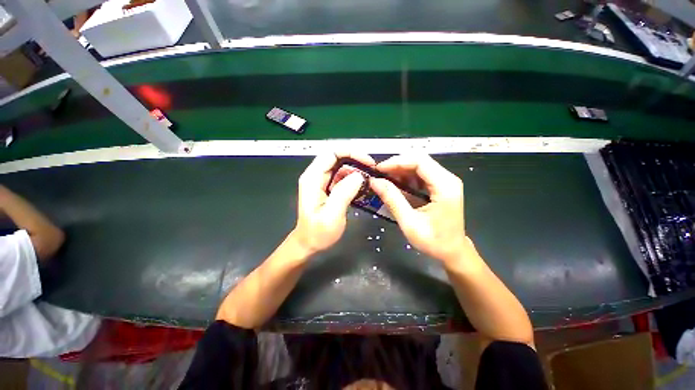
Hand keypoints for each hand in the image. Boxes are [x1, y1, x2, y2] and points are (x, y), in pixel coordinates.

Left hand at [292, 152, 375, 255]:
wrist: (309, 244)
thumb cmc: (318, 233)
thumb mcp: (331, 215)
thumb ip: (344, 193)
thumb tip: (359, 175)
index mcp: (313, 178)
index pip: (331, 153)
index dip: (351, 152)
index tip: (367, 162)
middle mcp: (316, 176)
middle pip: (336, 157)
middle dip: (355, 159)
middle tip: (372, 170)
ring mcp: (321, 182)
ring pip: (340, 166)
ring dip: (356, 169)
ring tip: (370, 178)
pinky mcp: (327, 188)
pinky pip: (341, 177)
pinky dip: (353, 178)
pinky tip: (362, 185)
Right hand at [370, 154, 466, 263]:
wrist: (452, 252)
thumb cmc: (433, 241)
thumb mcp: (409, 222)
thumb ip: (392, 199)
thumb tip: (374, 181)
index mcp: (445, 186)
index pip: (420, 161)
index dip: (397, 162)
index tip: (378, 170)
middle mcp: (448, 179)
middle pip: (419, 160)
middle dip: (397, 165)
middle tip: (379, 174)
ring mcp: (445, 181)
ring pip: (419, 165)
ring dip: (400, 170)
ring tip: (384, 179)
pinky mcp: (440, 186)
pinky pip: (420, 174)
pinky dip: (405, 177)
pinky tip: (395, 184)